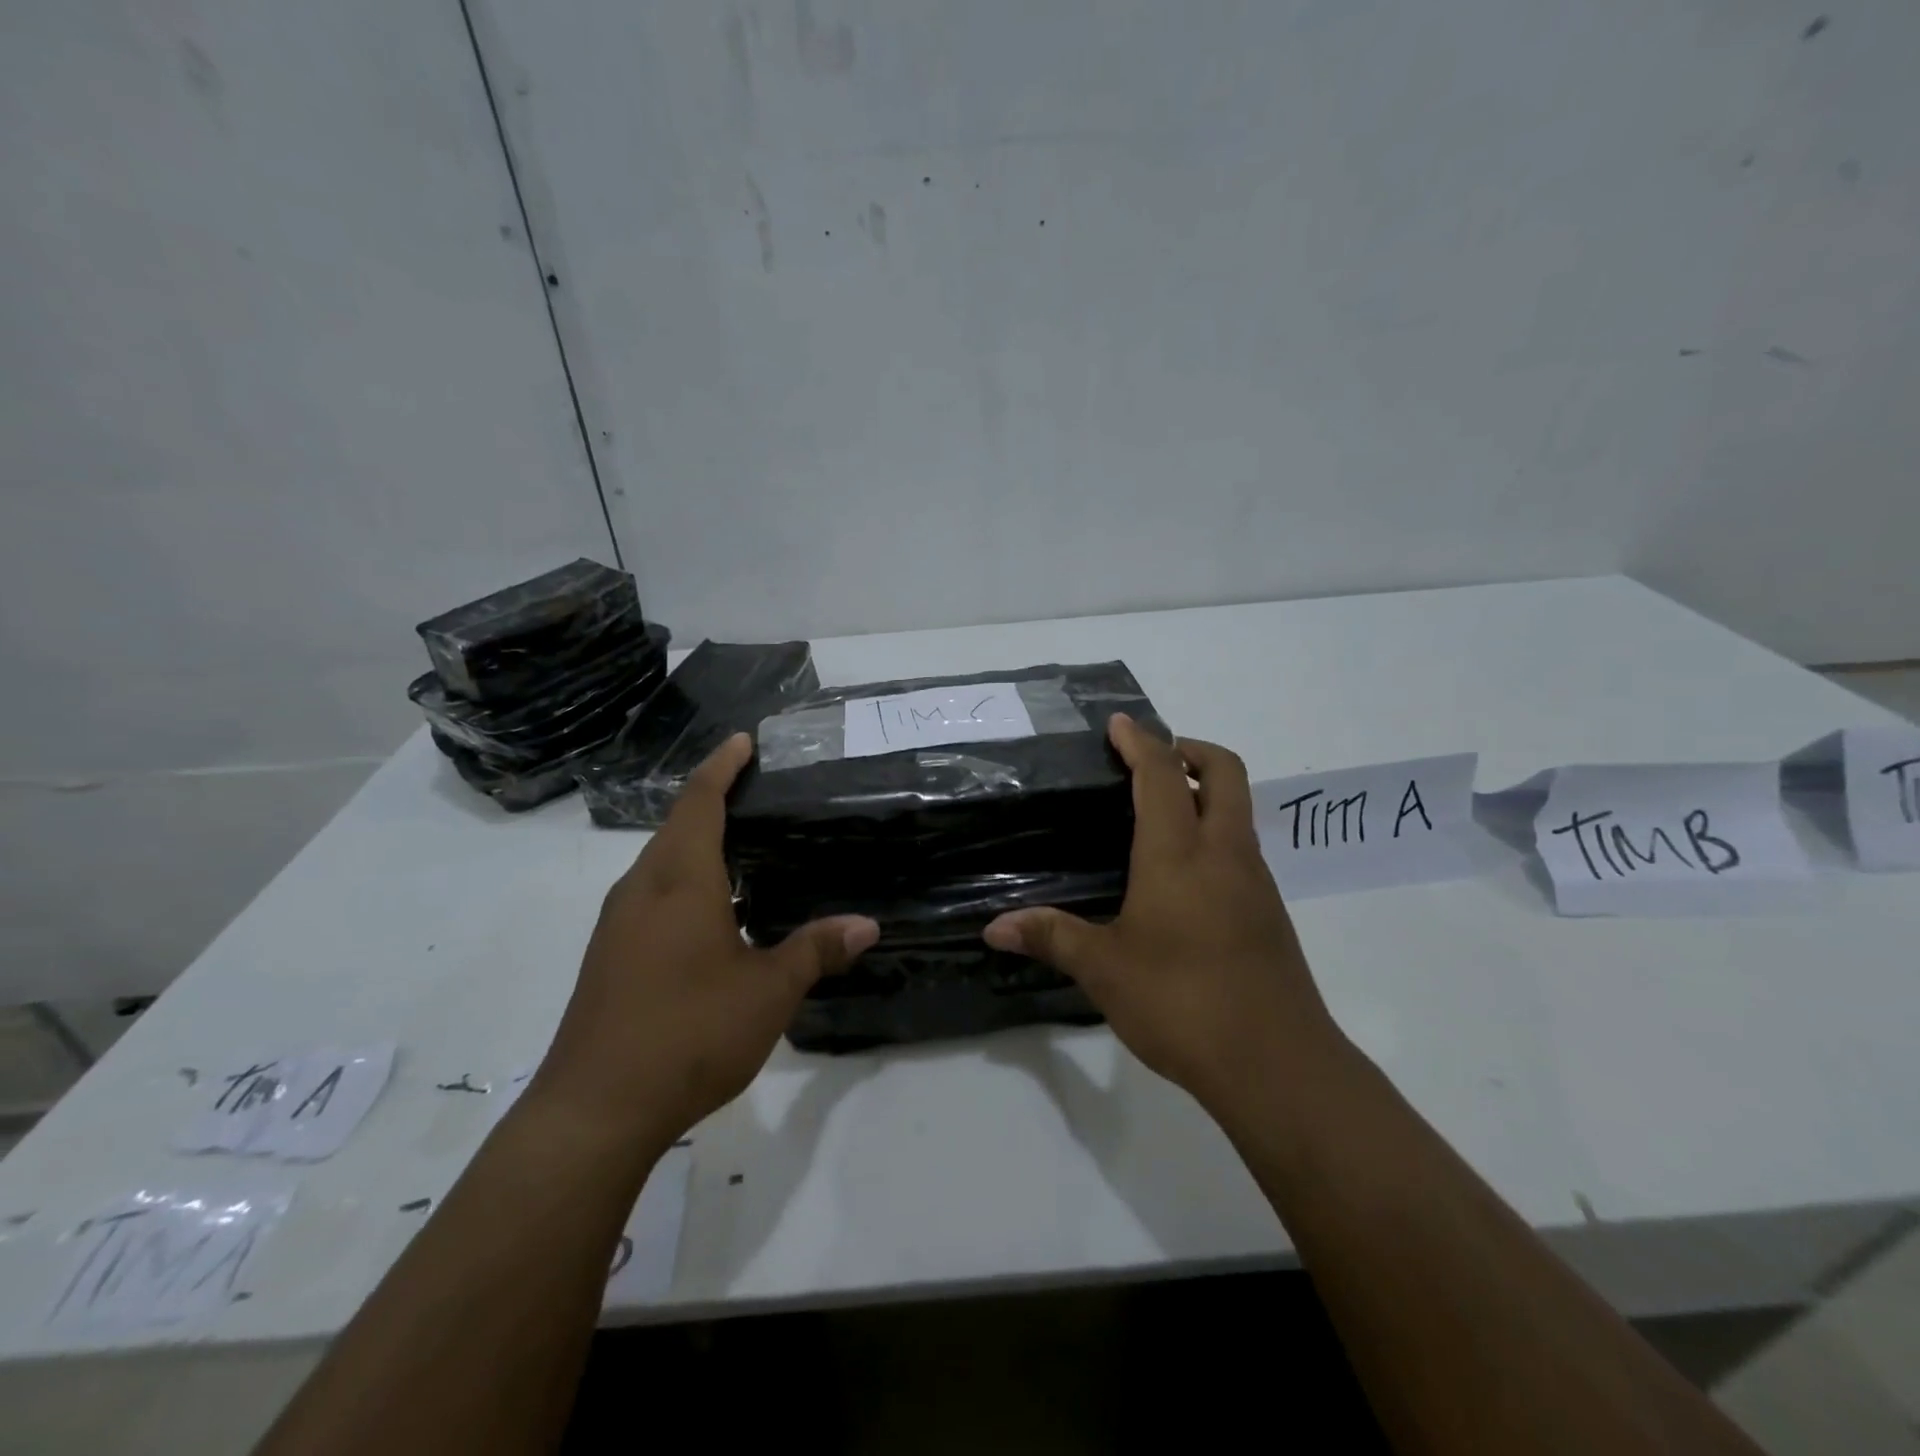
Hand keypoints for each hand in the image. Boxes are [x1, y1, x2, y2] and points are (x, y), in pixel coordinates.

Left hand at [531, 734, 878, 1152]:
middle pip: (676, 825)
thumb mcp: (768, 991)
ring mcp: (619, 924)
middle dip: (712, 800)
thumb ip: (816, 950)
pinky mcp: (610, 955)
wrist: (594, 1110)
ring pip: (661, 862)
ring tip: (744, 844)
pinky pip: (652, 894)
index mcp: (680, 881)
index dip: (721, 767)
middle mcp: (642, 889)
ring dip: (696, 842)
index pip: (699, 801)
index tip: (743, 741)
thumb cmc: (688, 1033)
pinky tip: (714, 909)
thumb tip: (867, 925)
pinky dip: (684, 879)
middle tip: (759, 792)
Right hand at [983, 715, 1343, 1112]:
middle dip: (1191, 750)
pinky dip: (1216, 834)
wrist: (1277, 1064)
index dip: (1140, 742)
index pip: (1162, 776)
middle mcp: (1224, 854)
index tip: (1119, 723)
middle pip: (1224, 772)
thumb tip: (994, 928)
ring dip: (1206, 792)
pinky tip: (1184, 877)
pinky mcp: (1270, 913)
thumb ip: (1051, 938)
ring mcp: (1255, 882)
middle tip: (1152, 760)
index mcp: (1179, 854)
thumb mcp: (1105, 970)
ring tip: (1160, 815)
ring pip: (1239, 810)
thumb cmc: (1182, 1002)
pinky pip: (1242, 848)